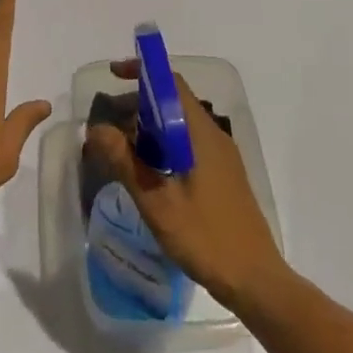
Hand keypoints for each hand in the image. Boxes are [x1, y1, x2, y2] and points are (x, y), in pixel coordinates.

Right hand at [85, 61, 285, 306]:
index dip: (142, 72)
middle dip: (137, 104)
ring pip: (179, 125)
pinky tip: (146, 173)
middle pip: (173, 102)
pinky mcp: (222, 175)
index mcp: (201, 133)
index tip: (113, 75)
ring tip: (120, 151)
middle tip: (107, 126)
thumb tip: (96, 128)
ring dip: (148, 128)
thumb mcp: (157, 202)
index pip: (171, 84)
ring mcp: (221, 156)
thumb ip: (125, 162)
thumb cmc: (206, 238)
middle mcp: (213, 135)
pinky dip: (162, 146)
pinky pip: (187, 144)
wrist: (256, 281)